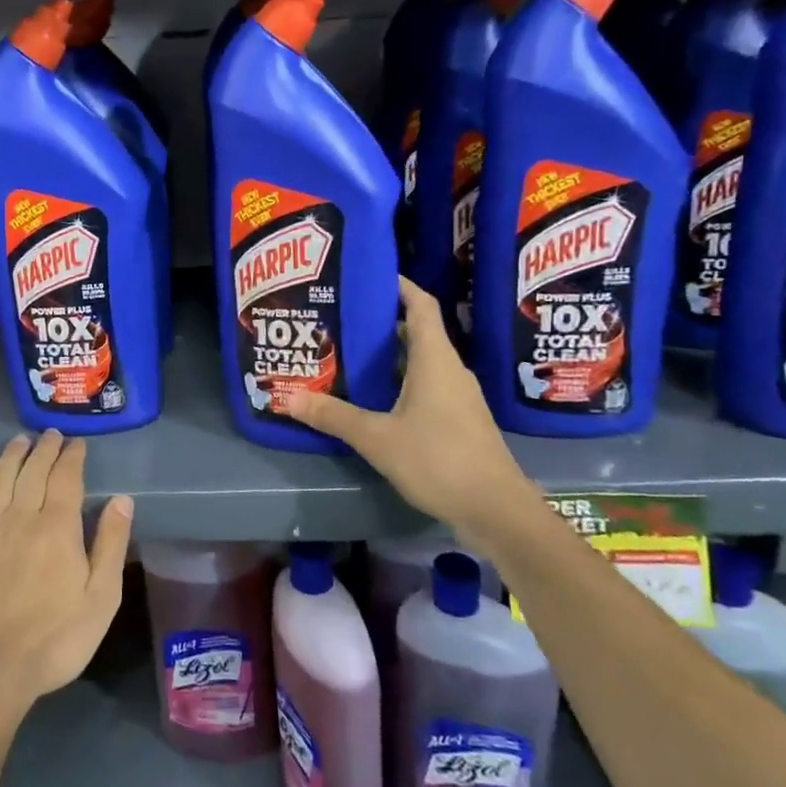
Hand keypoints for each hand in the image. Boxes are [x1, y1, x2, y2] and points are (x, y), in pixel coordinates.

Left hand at [0, 431, 133, 720]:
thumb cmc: (53, 640)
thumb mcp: (100, 599)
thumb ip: (111, 545)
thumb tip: (122, 500)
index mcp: (57, 526)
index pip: (66, 476)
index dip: (72, 456)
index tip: (77, 443)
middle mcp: (20, 515)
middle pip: (33, 469)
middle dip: (45, 448)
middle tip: (52, 435)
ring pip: (0, 476)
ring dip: (12, 454)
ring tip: (21, 441)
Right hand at [285, 276, 534, 542]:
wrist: (497, 511)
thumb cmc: (439, 460)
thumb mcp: (377, 438)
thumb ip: (333, 416)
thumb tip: (288, 398)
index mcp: (435, 359)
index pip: (420, 304)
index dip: (398, 284)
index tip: (368, 275)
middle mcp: (449, 370)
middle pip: (417, 332)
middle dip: (380, 323)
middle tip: (340, 320)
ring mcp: (457, 397)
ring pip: (420, 363)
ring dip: (388, 357)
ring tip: (348, 356)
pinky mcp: (458, 421)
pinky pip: (425, 388)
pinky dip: (398, 384)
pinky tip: (372, 399)